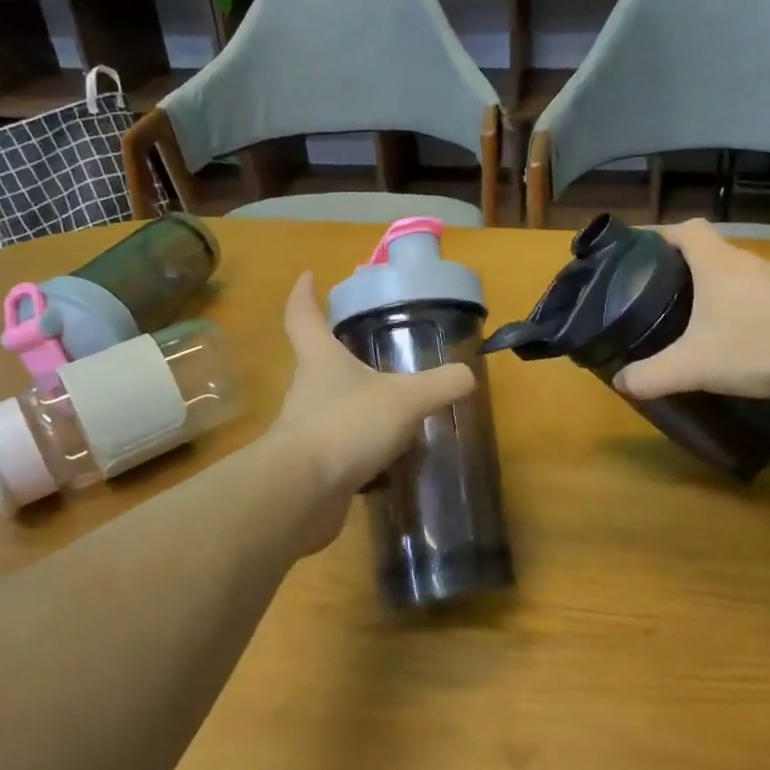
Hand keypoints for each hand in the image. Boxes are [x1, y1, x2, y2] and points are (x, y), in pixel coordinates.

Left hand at [269, 270, 475, 509]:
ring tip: (393, 409)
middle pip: (318, 362)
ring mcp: (306, 430)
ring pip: (332, 408)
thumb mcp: (405, 399)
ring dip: (356, 405)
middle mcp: (307, 390)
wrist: (302, 493)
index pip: (303, 316)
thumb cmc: (348, 425)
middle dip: (340, 354)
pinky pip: (341, 449)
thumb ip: (439, 384)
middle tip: (369, 349)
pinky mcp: (312, 467)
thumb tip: (467, 375)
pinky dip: (362, 449)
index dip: (304, 294)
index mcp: (320, 360)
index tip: (309, 275)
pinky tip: (389, 458)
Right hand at [612, 220, 769, 401]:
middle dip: (682, 270)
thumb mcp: (696, 366)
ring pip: (738, 276)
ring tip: (697, 322)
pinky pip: (763, 296)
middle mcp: (749, 261)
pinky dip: (746, 309)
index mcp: (718, 263)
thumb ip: (653, 375)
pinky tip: (743, 340)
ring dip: (716, 291)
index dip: (660, 235)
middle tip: (659, 298)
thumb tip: (620, 383)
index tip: (640, 255)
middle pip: (709, 252)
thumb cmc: (761, 347)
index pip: (685, 228)